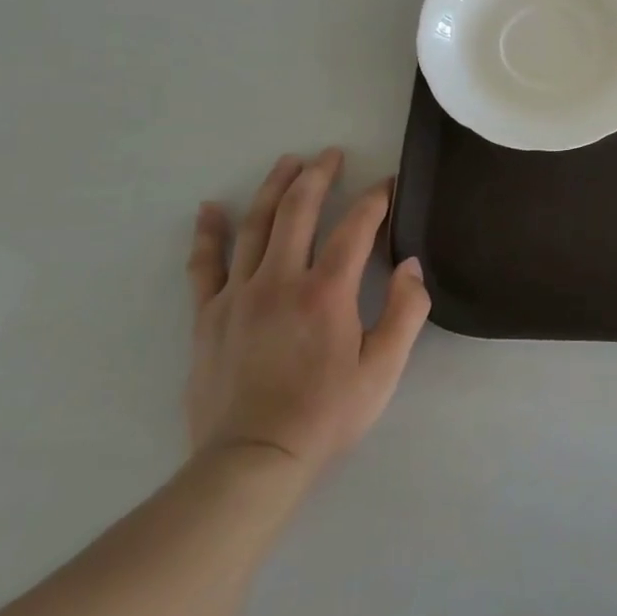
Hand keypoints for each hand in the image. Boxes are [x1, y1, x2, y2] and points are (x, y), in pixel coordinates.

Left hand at [186, 148, 429, 474]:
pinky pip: (205, 265)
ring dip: (274, 189)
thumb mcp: (385, 368)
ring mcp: (239, 295)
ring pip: (256, 226)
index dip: (375, 200)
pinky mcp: (208, 316)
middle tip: (331, 155)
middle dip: (318, 176)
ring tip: (288, 162)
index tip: (388, 185)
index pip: (355, 228)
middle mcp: (280, 280)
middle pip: (298, 211)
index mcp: (327, 292)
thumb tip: (411, 265)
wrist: (252, 460)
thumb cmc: (327, 414)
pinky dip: (208, 233)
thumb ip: (406, 311)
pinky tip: (211, 208)